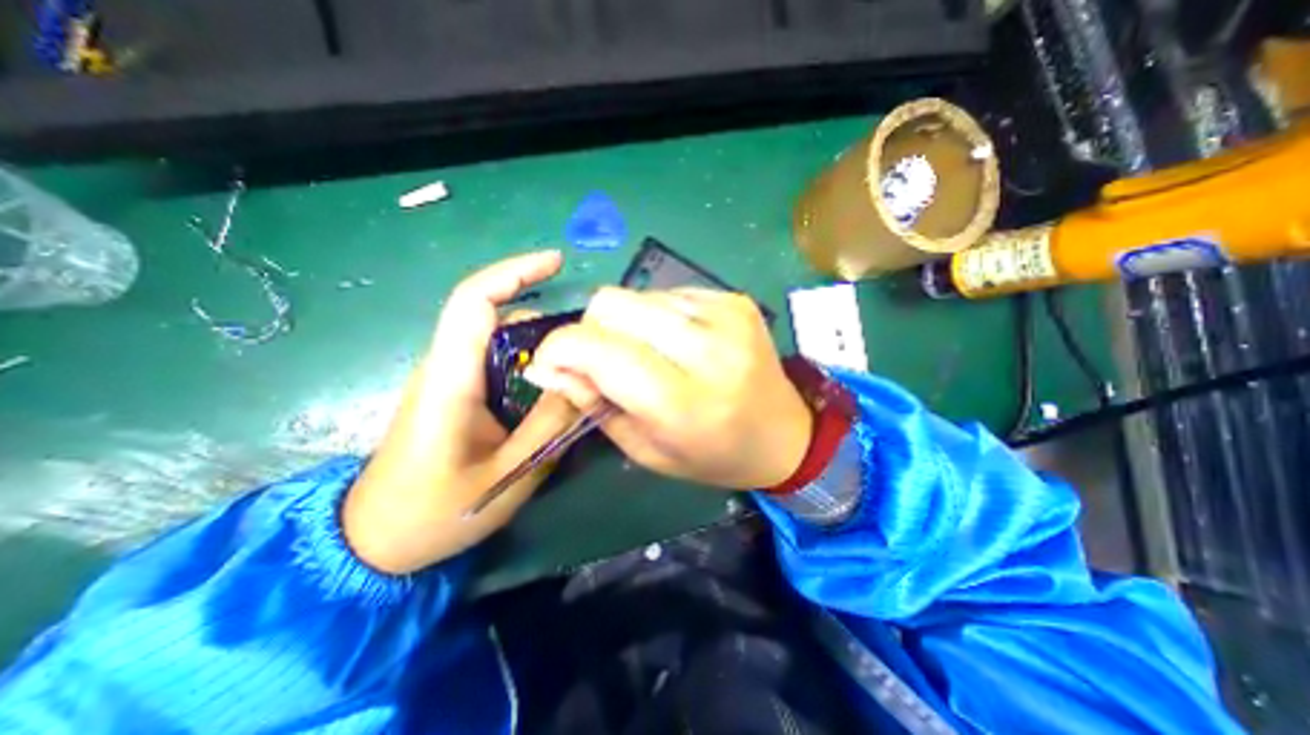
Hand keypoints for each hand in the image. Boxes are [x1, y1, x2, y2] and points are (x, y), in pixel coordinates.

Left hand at [342, 253, 576, 573]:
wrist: (374, 540)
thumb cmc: (434, 513)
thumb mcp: (507, 476)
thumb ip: (549, 426)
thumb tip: (586, 382)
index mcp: (450, 380)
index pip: (474, 302)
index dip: (514, 272)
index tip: (556, 261)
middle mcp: (445, 367)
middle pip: (494, 315)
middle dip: (544, 312)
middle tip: (590, 335)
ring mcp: (449, 379)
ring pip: (498, 339)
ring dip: (541, 339)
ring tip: (582, 360)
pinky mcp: (455, 393)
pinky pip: (497, 361)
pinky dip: (531, 359)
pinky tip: (556, 381)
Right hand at [525, 289, 816, 490]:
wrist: (784, 434)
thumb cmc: (713, 455)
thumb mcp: (646, 449)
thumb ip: (594, 404)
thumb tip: (547, 367)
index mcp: (683, 401)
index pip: (599, 349)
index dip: (559, 349)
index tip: (550, 364)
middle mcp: (707, 348)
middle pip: (612, 304)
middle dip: (590, 329)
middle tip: (600, 359)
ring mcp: (725, 315)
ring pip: (637, 294)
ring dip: (625, 323)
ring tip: (645, 354)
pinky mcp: (734, 299)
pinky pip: (668, 293)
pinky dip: (656, 316)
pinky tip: (674, 343)